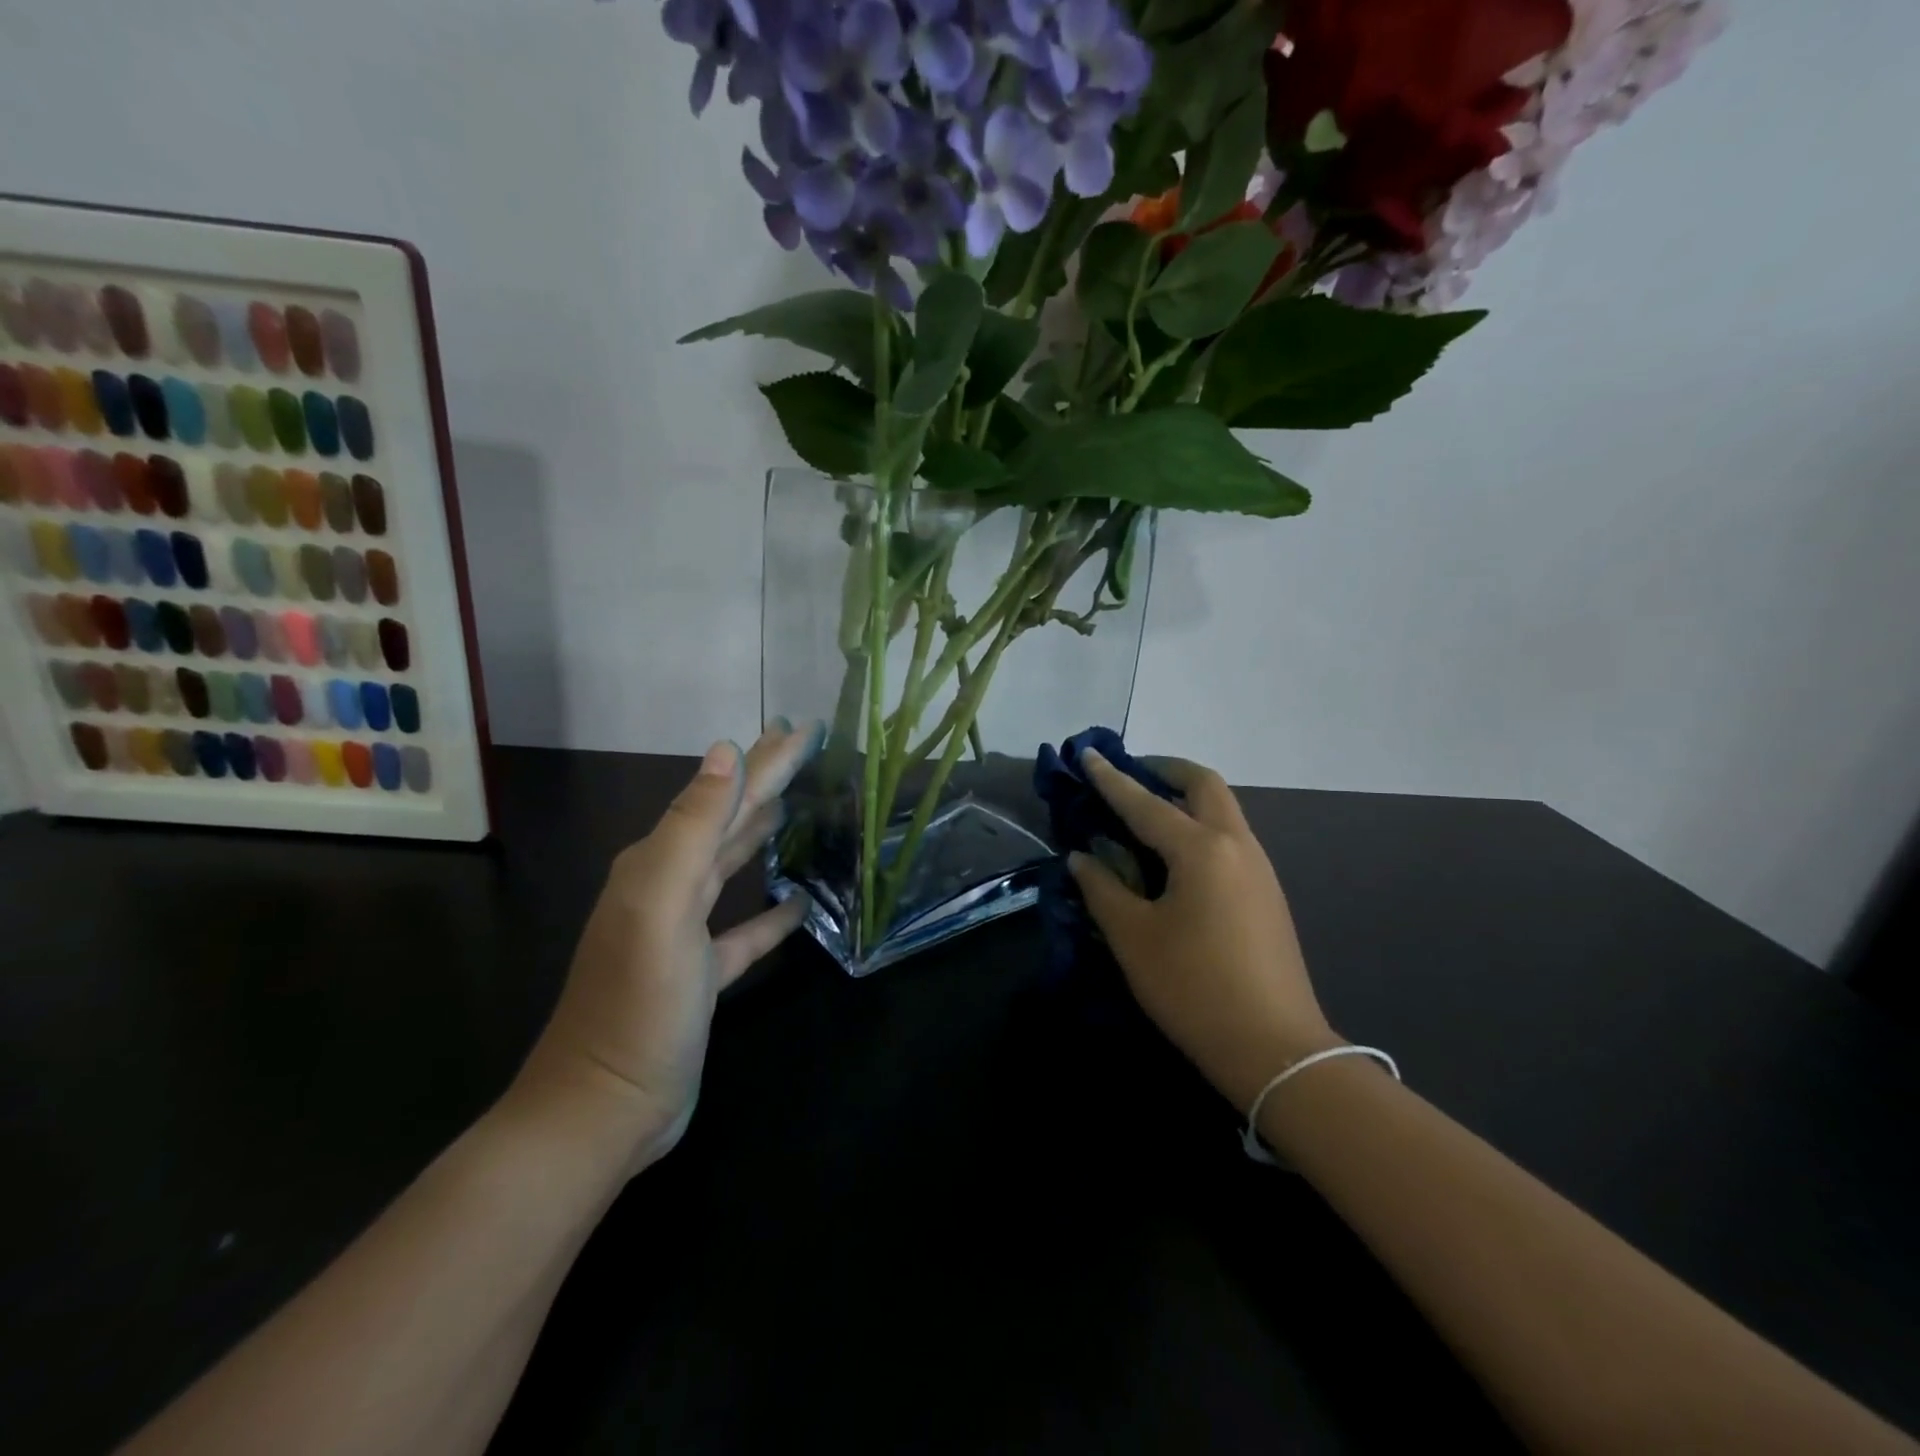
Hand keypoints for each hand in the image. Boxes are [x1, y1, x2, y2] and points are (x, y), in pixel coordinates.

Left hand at [513, 723, 818, 1174]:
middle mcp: (668, 887)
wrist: (603, 1109)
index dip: (766, 759)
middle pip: (728, 821)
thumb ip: (693, 827)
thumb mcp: (662, 906)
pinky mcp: (701, 973)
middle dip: (766, 782)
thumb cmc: (638, 1004)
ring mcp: (684, 933)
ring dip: (763, 834)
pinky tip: (798, 903)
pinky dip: (770, 912)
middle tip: (807, 750)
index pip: (723, 795)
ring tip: (802, 806)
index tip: (804, 727)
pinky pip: (743, 929)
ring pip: (733, 866)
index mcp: (658, 864)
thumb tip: (725, 752)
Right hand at [1068, 751, 1340, 1112]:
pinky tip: (1175, 855)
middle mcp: (1236, 845)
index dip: (1111, 779)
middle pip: (1203, 784)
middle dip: (1165, 770)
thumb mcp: (1133, 938)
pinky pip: (1230, 837)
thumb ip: (1103, 889)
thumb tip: (1082, 857)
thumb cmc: (1193, 988)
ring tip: (1146, 812)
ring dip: (1185, 797)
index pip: (1145, 803)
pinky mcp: (1267, 892)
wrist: (1276, 1048)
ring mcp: (1259, 868)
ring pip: (1223, 809)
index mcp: (1200, 850)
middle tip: (1130, 774)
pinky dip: (1199, 825)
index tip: (1087, 754)